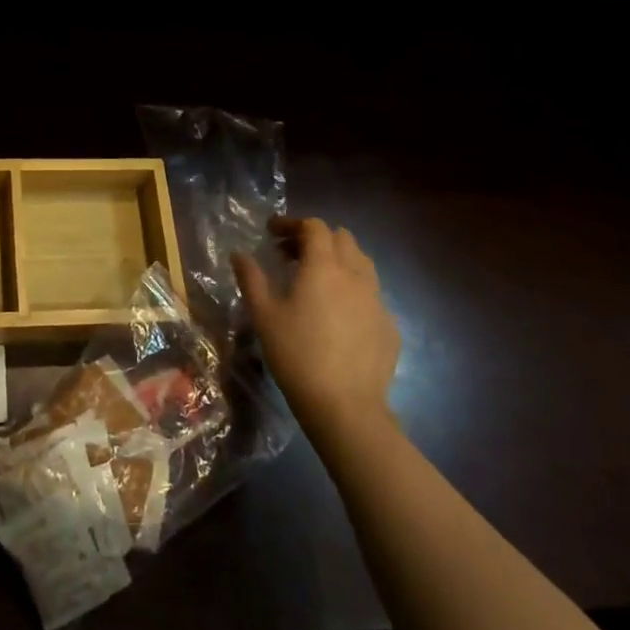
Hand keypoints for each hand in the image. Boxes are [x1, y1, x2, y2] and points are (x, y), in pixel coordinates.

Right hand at [232, 217, 398, 439]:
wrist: (345, 406)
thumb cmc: (296, 354)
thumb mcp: (263, 315)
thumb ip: (251, 278)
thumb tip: (239, 254)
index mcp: (323, 266)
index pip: (314, 226)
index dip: (292, 223)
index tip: (272, 233)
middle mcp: (355, 275)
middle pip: (342, 238)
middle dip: (317, 238)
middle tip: (292, 255)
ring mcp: (377, 301)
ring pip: (362, 264)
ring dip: (339, 260)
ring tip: (317, 280)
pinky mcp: (389, 326)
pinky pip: (371, 294)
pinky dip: (352, 290)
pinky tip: (338, 314)